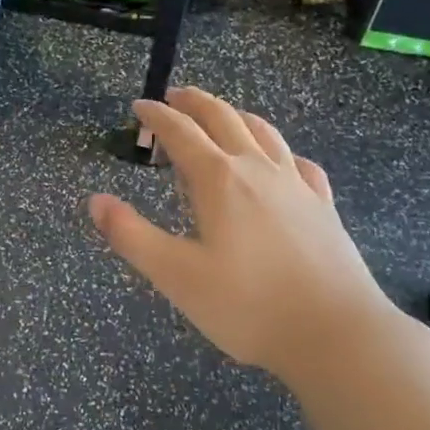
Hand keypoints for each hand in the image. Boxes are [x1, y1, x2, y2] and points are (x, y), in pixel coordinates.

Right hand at [88, 88, 400, 381]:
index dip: (156, 117)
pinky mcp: (323, 206)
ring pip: (264, 133)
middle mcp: (258, 170)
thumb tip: (95, 201)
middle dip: (195, 103)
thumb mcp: (175, 275)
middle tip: (174, 97)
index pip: (181, 133)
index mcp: (219, 180)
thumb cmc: (247, 305)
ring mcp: (297, 185)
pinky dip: (280, 151)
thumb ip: (131, 235)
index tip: (139, 106)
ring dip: (236, 116)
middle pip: (224, 119)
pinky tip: (282, 161)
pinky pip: (299, 163)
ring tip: (222, 115)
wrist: (335, 333)